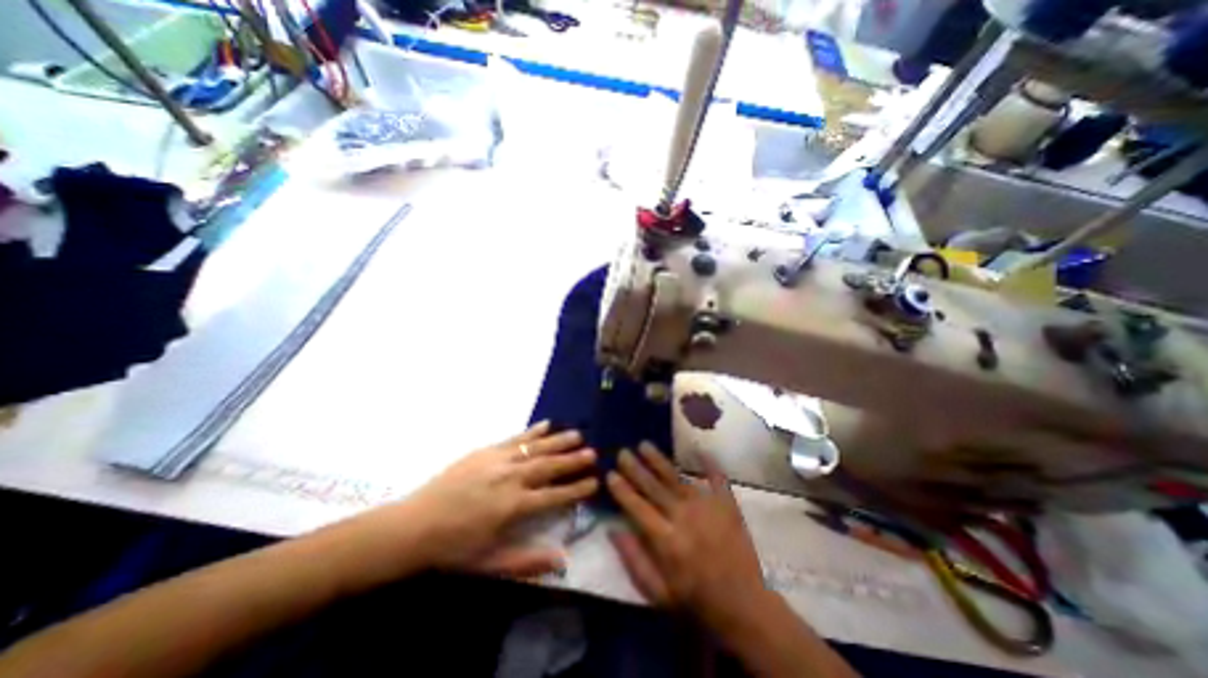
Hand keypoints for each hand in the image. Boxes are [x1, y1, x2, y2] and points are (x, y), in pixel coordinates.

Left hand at [403, 424, 594, 575]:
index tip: (595, 481)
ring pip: (536, 448)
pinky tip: (547, 424)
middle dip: (574, 460)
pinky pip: (515, 438)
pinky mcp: (486, 451)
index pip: (555, 495)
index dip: (577, 488)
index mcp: (514, 507)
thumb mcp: (490, 564)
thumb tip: (563, 559)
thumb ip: (528, 561)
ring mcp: (499, 461)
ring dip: (559, 441)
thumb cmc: (454, 549)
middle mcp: (511, 479)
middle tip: (594, 452)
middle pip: (549, 466)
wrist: (414, 525)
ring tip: (578, 434)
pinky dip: (533, 430)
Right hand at [608, 445, 767, 630]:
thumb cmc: (696, 602)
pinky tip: (700, 449)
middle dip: (635, 468)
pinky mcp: (727, 505)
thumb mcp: (658, 593)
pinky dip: (709, 464)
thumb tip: (612, 528)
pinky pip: (717, 479)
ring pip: (676, 478)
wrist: (745, 607)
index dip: (622, 490)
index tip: (609, 474)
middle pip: (654, 487)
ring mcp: (707, 507)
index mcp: (666, 540)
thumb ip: (634, 559)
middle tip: (622, 451)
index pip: (637, 507)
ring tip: (644, 444)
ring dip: (659, 460)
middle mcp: (684, 516)